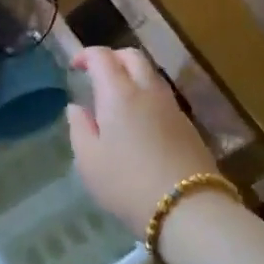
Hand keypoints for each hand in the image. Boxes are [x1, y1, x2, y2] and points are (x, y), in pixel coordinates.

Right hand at [67, 47, 218, 237]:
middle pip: (132, 56)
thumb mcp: (89, 161)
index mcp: (119, 93)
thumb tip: (76, 107)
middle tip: (98, 74)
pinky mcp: (188, 124)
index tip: (75, 67)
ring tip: (118, 98)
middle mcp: (147, 90)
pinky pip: (163, 96)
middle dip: (113, 57)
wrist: (188, 208)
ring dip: (132, 75)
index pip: (102, 56)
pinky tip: (140, 120)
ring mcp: (171, 106)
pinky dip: (147, 95)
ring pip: (151, 74)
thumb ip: (79, 128)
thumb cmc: (128, 184)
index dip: (86, 55)